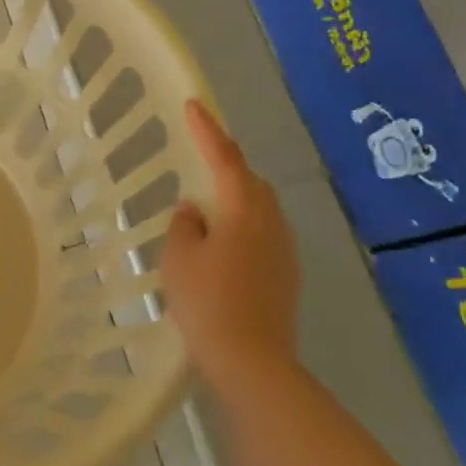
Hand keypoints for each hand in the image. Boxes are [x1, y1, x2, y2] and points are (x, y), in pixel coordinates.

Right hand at [161, 100, 301, 386]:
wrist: (252, 361)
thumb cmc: (208, 302)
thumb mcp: (179, 257)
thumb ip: (184, 224)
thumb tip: (195, 211)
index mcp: (244, 209)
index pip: (224, 157)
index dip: (207, 129)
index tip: (192, 104)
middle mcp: (272, 222)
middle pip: (249, 181)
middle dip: (225, 166)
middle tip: (198, 160)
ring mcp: (285, 250)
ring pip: (258, 209)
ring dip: (234, 199)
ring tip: (204, 209)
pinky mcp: (286, 274)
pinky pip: (262, 234)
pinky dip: (240, 227)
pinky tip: (220, 247)